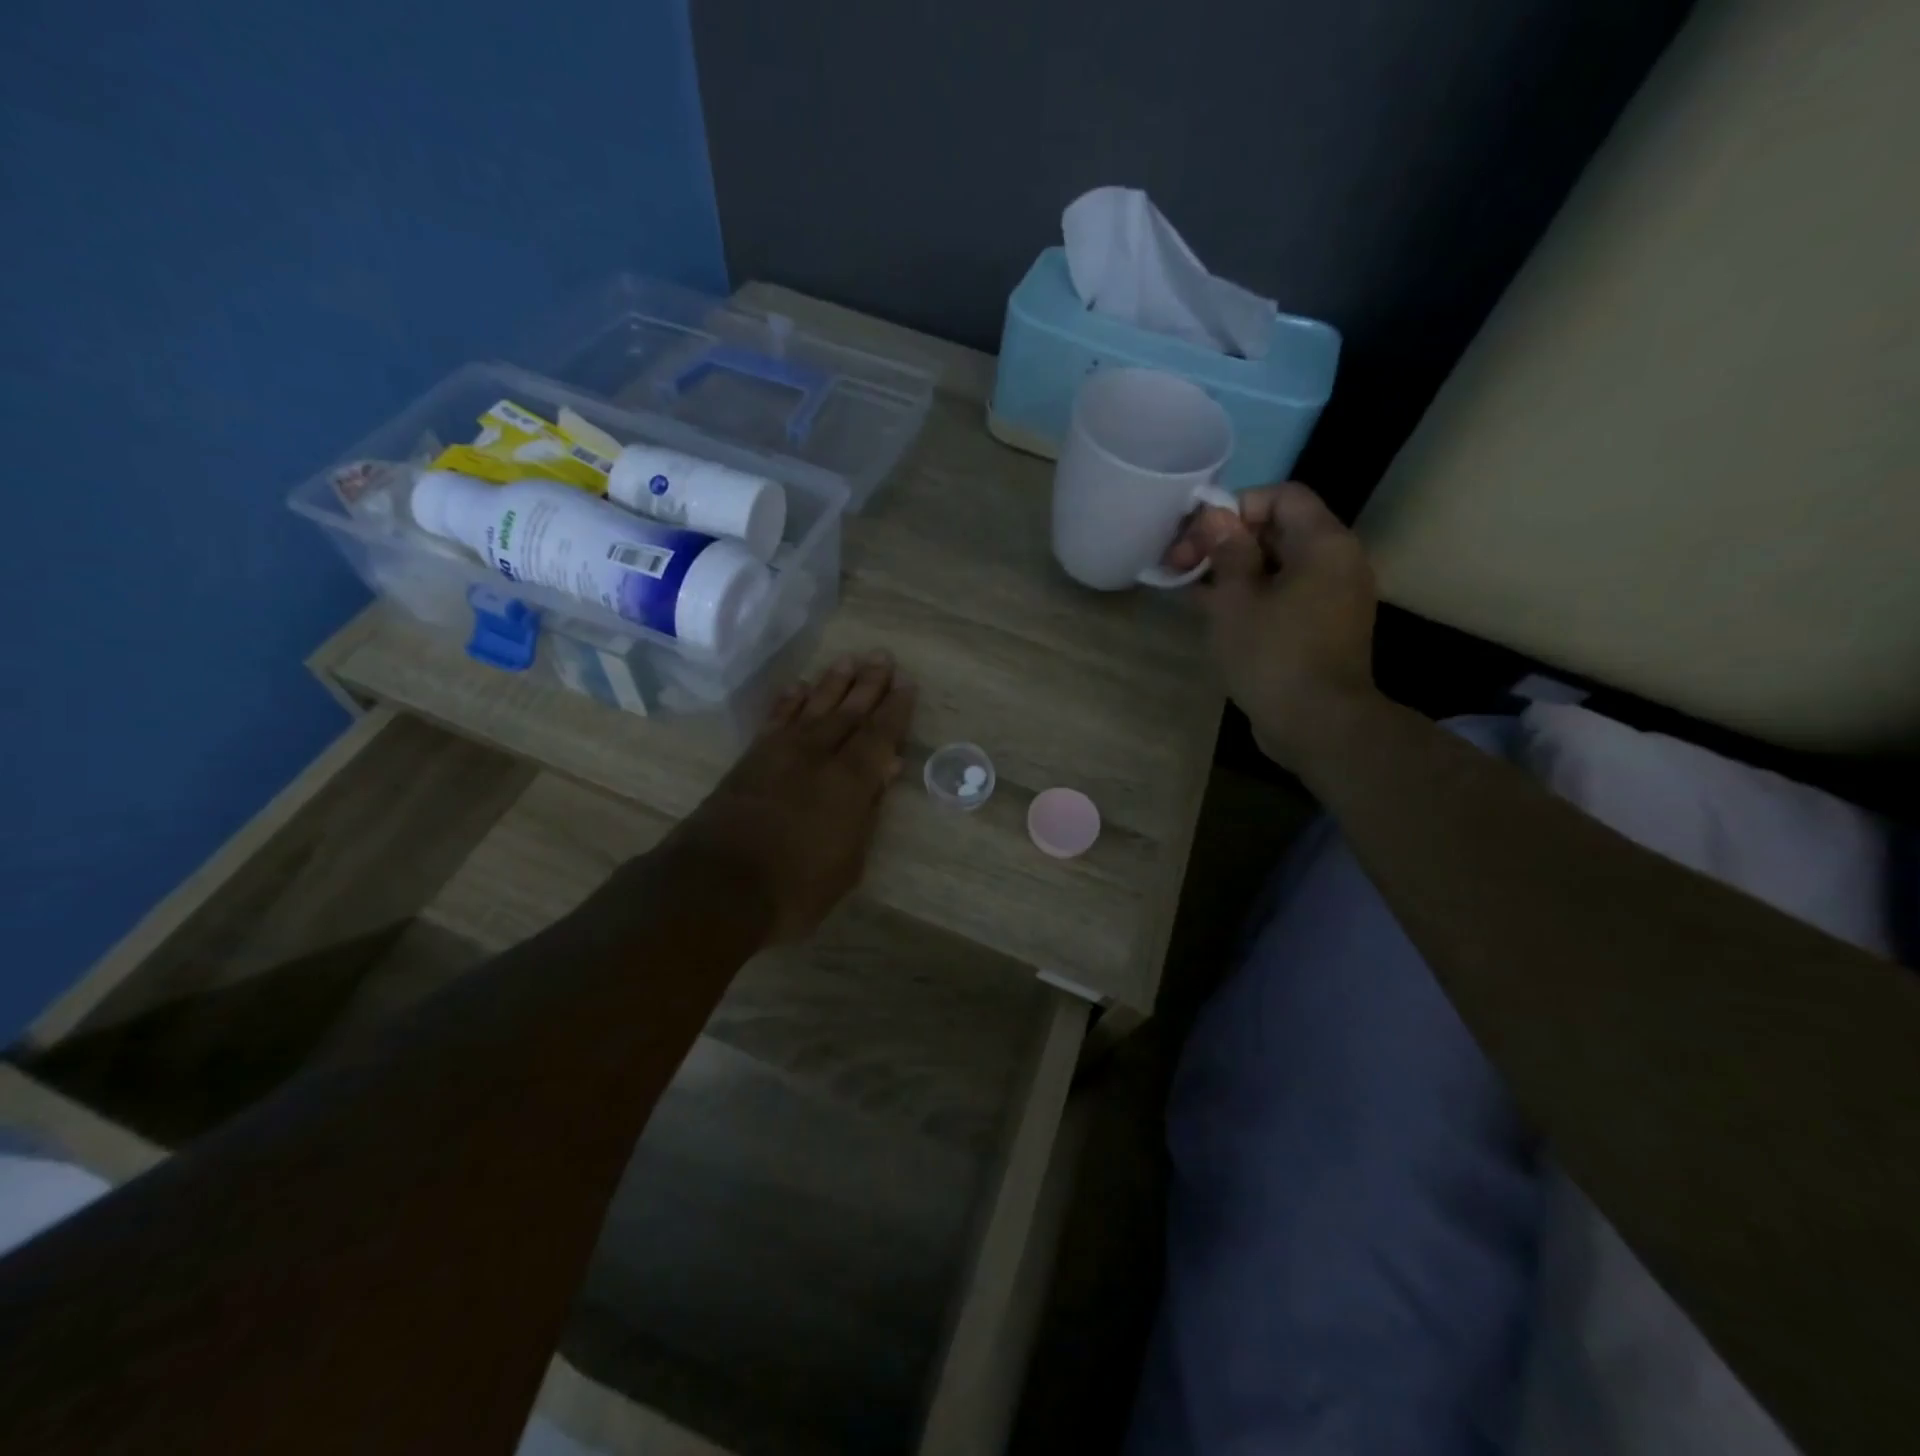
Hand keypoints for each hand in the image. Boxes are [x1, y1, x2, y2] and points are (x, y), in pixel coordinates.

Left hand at [661, 652, 915, 943]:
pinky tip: (799, 686)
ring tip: (849, 660)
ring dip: (832, 683)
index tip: (907, 684)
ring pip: (813, 707)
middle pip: (848, 711)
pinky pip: (776, 719)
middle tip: (882, 657)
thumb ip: (867, 811)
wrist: (716, 886)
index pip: (879, 734)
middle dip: (868, 684)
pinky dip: (789, 700)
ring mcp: (780, 753)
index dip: (895, 709)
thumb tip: (884, 769)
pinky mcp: (750, 759)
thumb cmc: (795, 887)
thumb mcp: (848, 862)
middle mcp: (817, 756)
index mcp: (849, 781)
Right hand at [1164, 483, 1379, 770]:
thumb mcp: (1235, 600)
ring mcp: (1334, 596)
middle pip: (1278, 530)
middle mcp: (1338, 561)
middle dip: (1226, 542)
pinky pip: (1286, 594)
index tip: (1199, 537)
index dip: (1236, 507)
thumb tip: (1216, 516)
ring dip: (1234, 571)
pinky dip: (1253, 595)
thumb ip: (1226, 551)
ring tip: (1190, 591)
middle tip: (1181, 566)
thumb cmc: (1272, 655)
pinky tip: (1215, 613)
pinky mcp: (1324, 626)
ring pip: (1278, 565)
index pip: (1281, 496)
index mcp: (1323, 543)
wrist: (1318, 724)